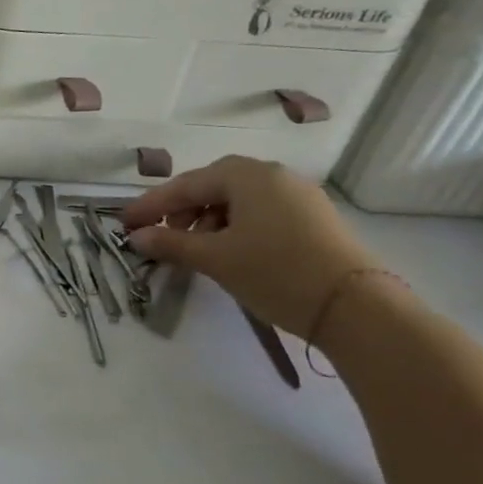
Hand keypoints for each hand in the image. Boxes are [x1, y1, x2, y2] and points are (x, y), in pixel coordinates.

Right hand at [118, 156, 384, 338]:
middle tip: (160, 234)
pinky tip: (229, 251)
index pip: (185, 185)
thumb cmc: (275, 272)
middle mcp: (274, 176)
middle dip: (181, 210)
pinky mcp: (314, 219)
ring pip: (238, 200)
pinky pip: (261, 212)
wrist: (356, 308)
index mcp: (247, 176)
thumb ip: (170, 243)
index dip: (151, 205)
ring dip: (207, 220)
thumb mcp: (214, 258)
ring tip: (194, 249)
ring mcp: (299, 196)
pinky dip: (235, 226)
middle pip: (213, 186)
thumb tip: (138, 237)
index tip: (126, 223)